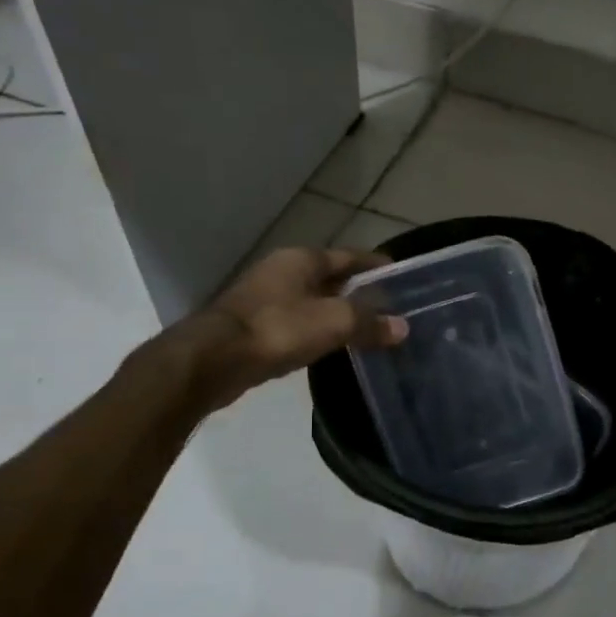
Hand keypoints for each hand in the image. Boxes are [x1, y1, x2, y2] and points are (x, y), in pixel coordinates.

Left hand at [158, 247, 407, 410]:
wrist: (213, 360)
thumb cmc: (278, 329)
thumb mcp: (334, 323)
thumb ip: (370, 323)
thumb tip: (402, 327)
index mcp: (302, 259)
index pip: (349, 256)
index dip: (375, 265)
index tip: (399, 275)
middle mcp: (282, 271)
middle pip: (330, 277)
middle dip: (358, 290)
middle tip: (388, 307)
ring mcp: (264, 298)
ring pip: (313, 300)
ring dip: (337, 311)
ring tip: (365, 328)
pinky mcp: (254, 326)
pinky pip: (297, 322)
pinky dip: (317, 329)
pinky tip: (331, 345)